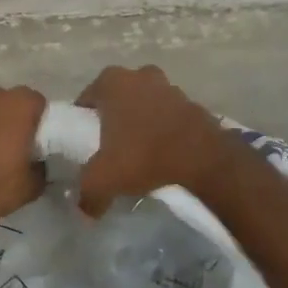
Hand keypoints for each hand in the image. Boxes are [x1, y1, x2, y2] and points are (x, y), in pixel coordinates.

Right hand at [75, 65, 234, 215]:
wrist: (204, 160)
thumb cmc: (144, 156)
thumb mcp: (103, 180)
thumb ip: (87, 194)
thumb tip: (83, 211)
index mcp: (112, 82)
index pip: (87, 100)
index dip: (83, 123)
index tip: (86, 145)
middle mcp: (140, 75)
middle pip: (118, 99)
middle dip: (114, 119)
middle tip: (112, 147)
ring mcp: (169, 86)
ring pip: (146, 104)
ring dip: (142, 122)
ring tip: (140, 152)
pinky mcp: (193, 103)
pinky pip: (170, 116)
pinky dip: (165, 129)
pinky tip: (165, 152)